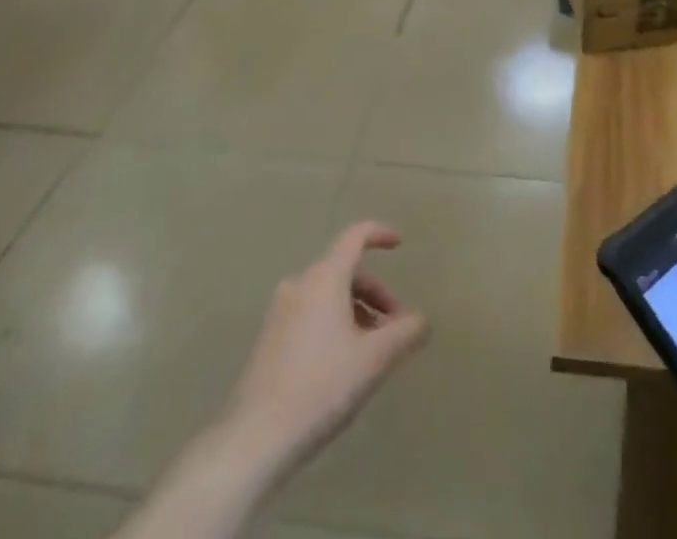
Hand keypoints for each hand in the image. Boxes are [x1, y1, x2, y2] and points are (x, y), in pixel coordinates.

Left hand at [216, 221, 428, 485]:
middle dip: (375, 293)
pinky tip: (342, 365)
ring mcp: (279, 313)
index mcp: (324, 278)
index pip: (355, 236)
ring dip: (355, 312)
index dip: (380, 234)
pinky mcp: (267, 341)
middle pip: (345, 271)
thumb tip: (423, 321)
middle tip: (394, 327)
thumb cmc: (320, 387)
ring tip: (370, 352)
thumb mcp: (374, 360)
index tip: (400, 245)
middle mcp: (299, 285)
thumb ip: (405, 333)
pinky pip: (310, 316)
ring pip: (327, 296)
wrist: (253, 441)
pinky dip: (333, 325)